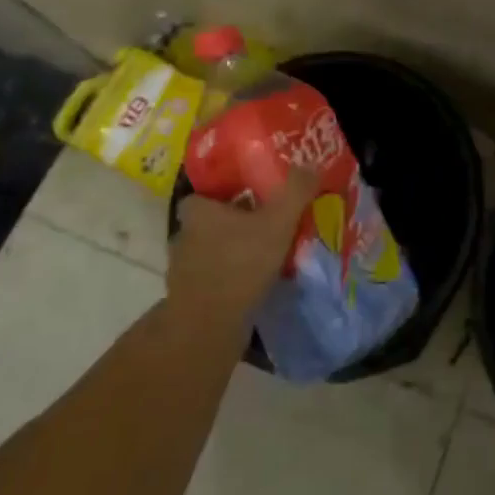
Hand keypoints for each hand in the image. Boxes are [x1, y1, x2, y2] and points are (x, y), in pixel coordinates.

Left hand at [170, 169, 316, 321]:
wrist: (208, 328)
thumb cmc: (240, 263)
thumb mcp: (278, 221)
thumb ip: (295, 191)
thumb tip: (311, 166)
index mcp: (198, 212)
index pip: (202, 195)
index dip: (222, 194)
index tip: (247, 197)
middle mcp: (184, 237)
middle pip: (208, 223)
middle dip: (232, 225)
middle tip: (263, 225)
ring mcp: (183, 271)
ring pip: (210, 253)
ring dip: (231, 254)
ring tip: (262, 257)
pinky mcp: (189, 300)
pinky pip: (213, 280)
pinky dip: (229, 280)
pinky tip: (253, 285)